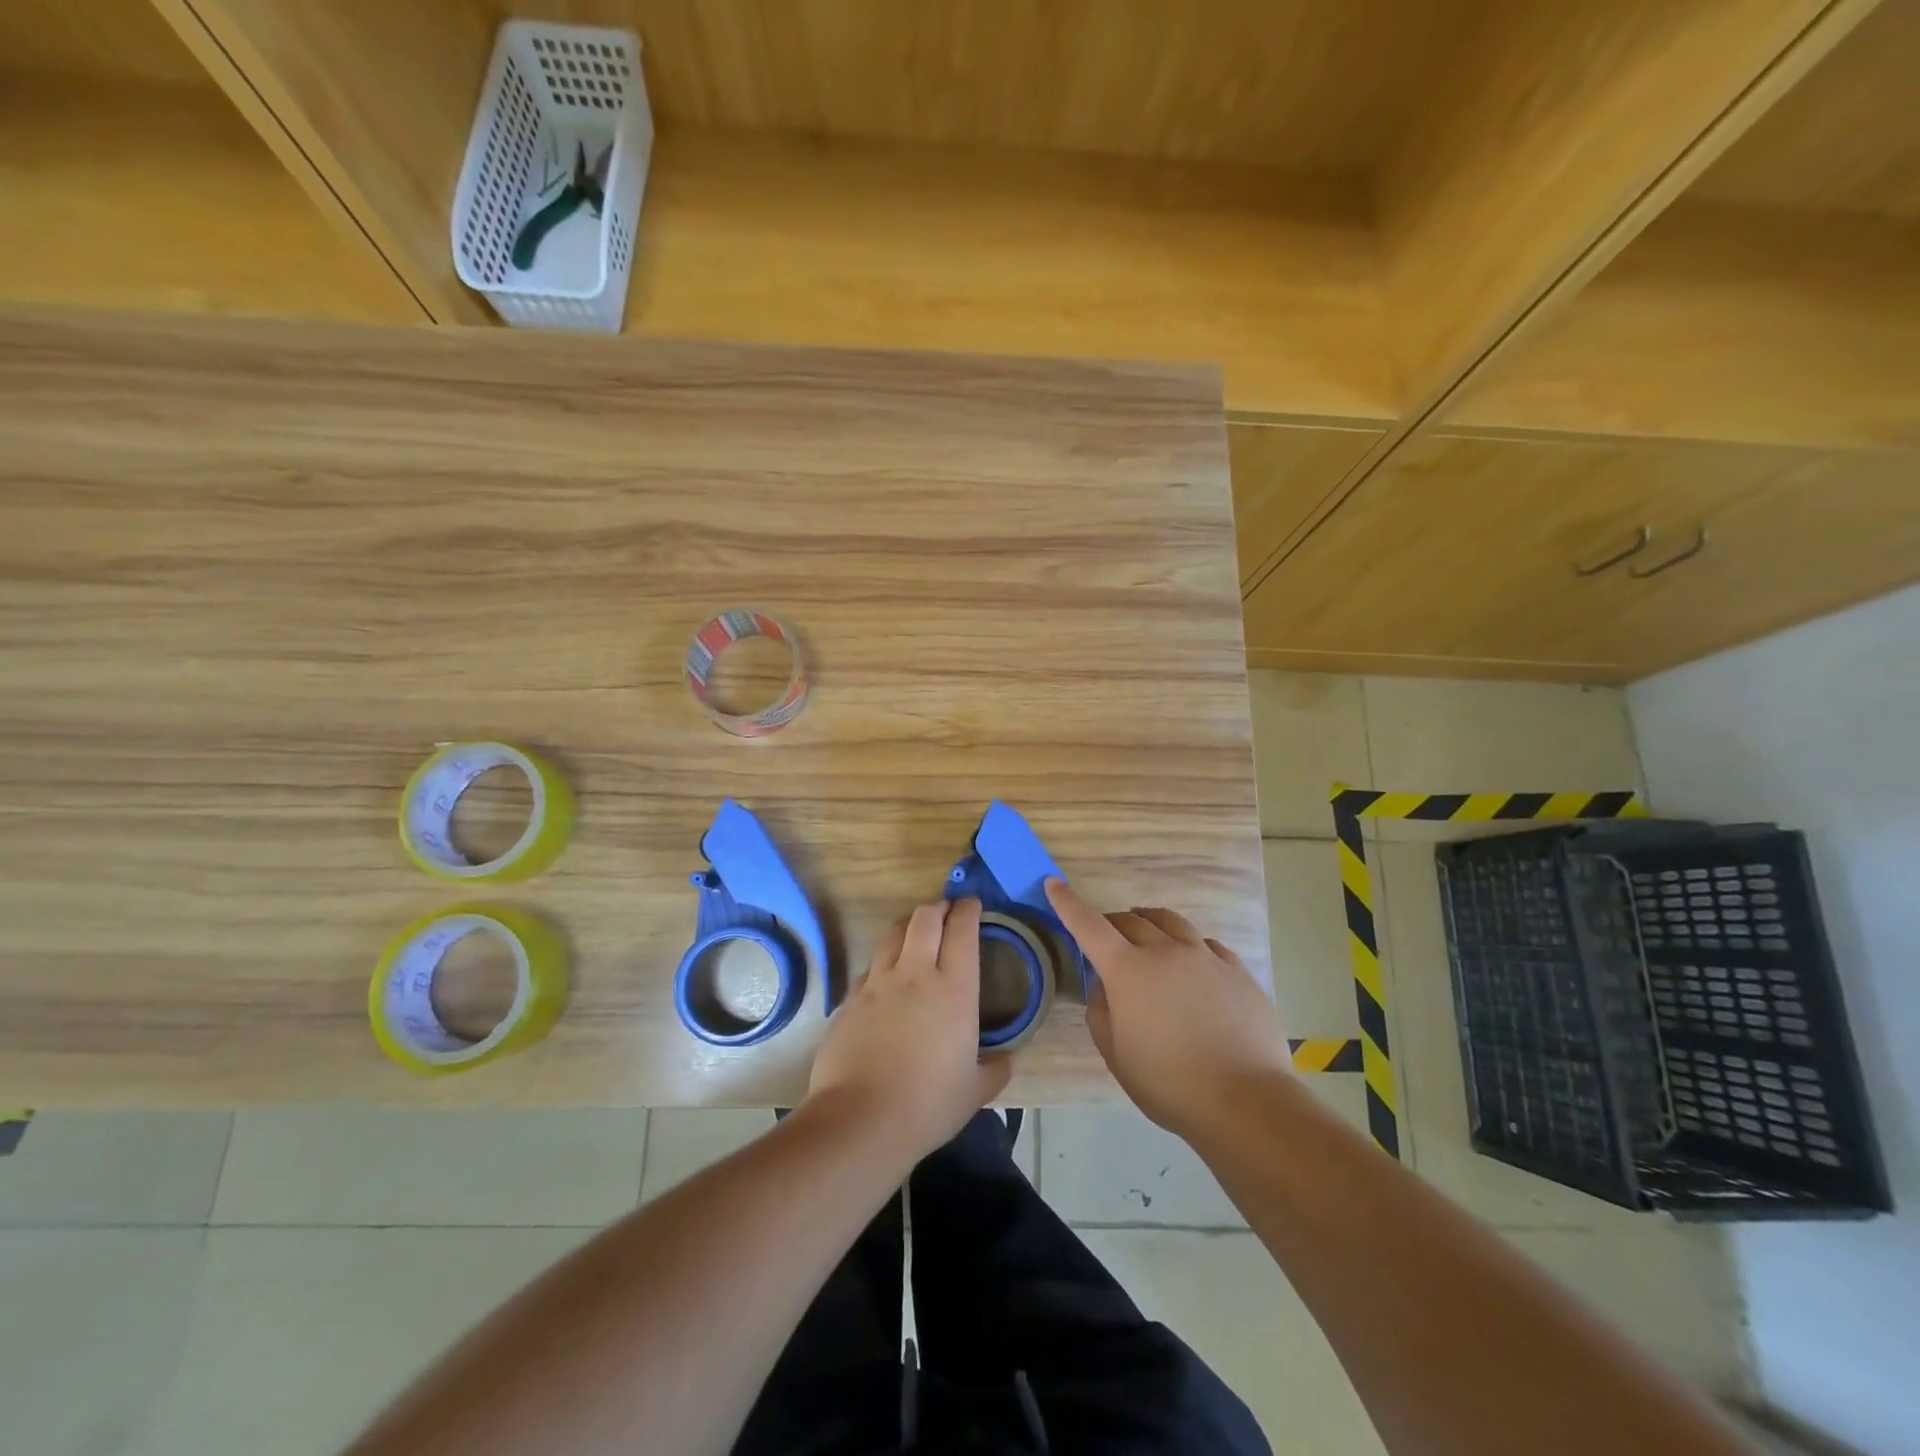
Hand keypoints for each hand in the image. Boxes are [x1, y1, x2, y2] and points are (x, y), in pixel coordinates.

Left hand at [806, 898, 1012, 1163]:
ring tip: (916, 931)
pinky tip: (886, 978)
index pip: (962, 931)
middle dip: (938, 907)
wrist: (860, 1119)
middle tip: (946, 910)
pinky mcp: (850, 999)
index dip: (968, 910)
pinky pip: (870, 967)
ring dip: (908, 925)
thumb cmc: (928, 1104)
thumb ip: (995, 1069)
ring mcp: (877, 983)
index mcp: (954, 990)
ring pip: (893, 934)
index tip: (972, 904)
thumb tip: (1005, 1059)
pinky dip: (884, 961)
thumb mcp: (975, 1092)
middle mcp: (915, 974)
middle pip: (925, 918)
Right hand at [1046, 879, 1290, 1139]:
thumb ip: (1101, 1012)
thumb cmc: (1169, 1083)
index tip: (1054, 883)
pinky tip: (1192, 963)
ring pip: (1171, 922)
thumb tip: (1104, 986)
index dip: (1068, 903)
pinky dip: (1188, 945)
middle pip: (1131, 920)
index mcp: (1128, 970)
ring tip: (1147, 934)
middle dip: (1112, 923)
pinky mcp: (1237, 971)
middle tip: (1107, 938)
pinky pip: (1206, 944)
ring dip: (1150, 922)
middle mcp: (1165, 951)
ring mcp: (1205, 957)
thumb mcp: (1116, 1055)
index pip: (1088, 925)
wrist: (1246, 1101)